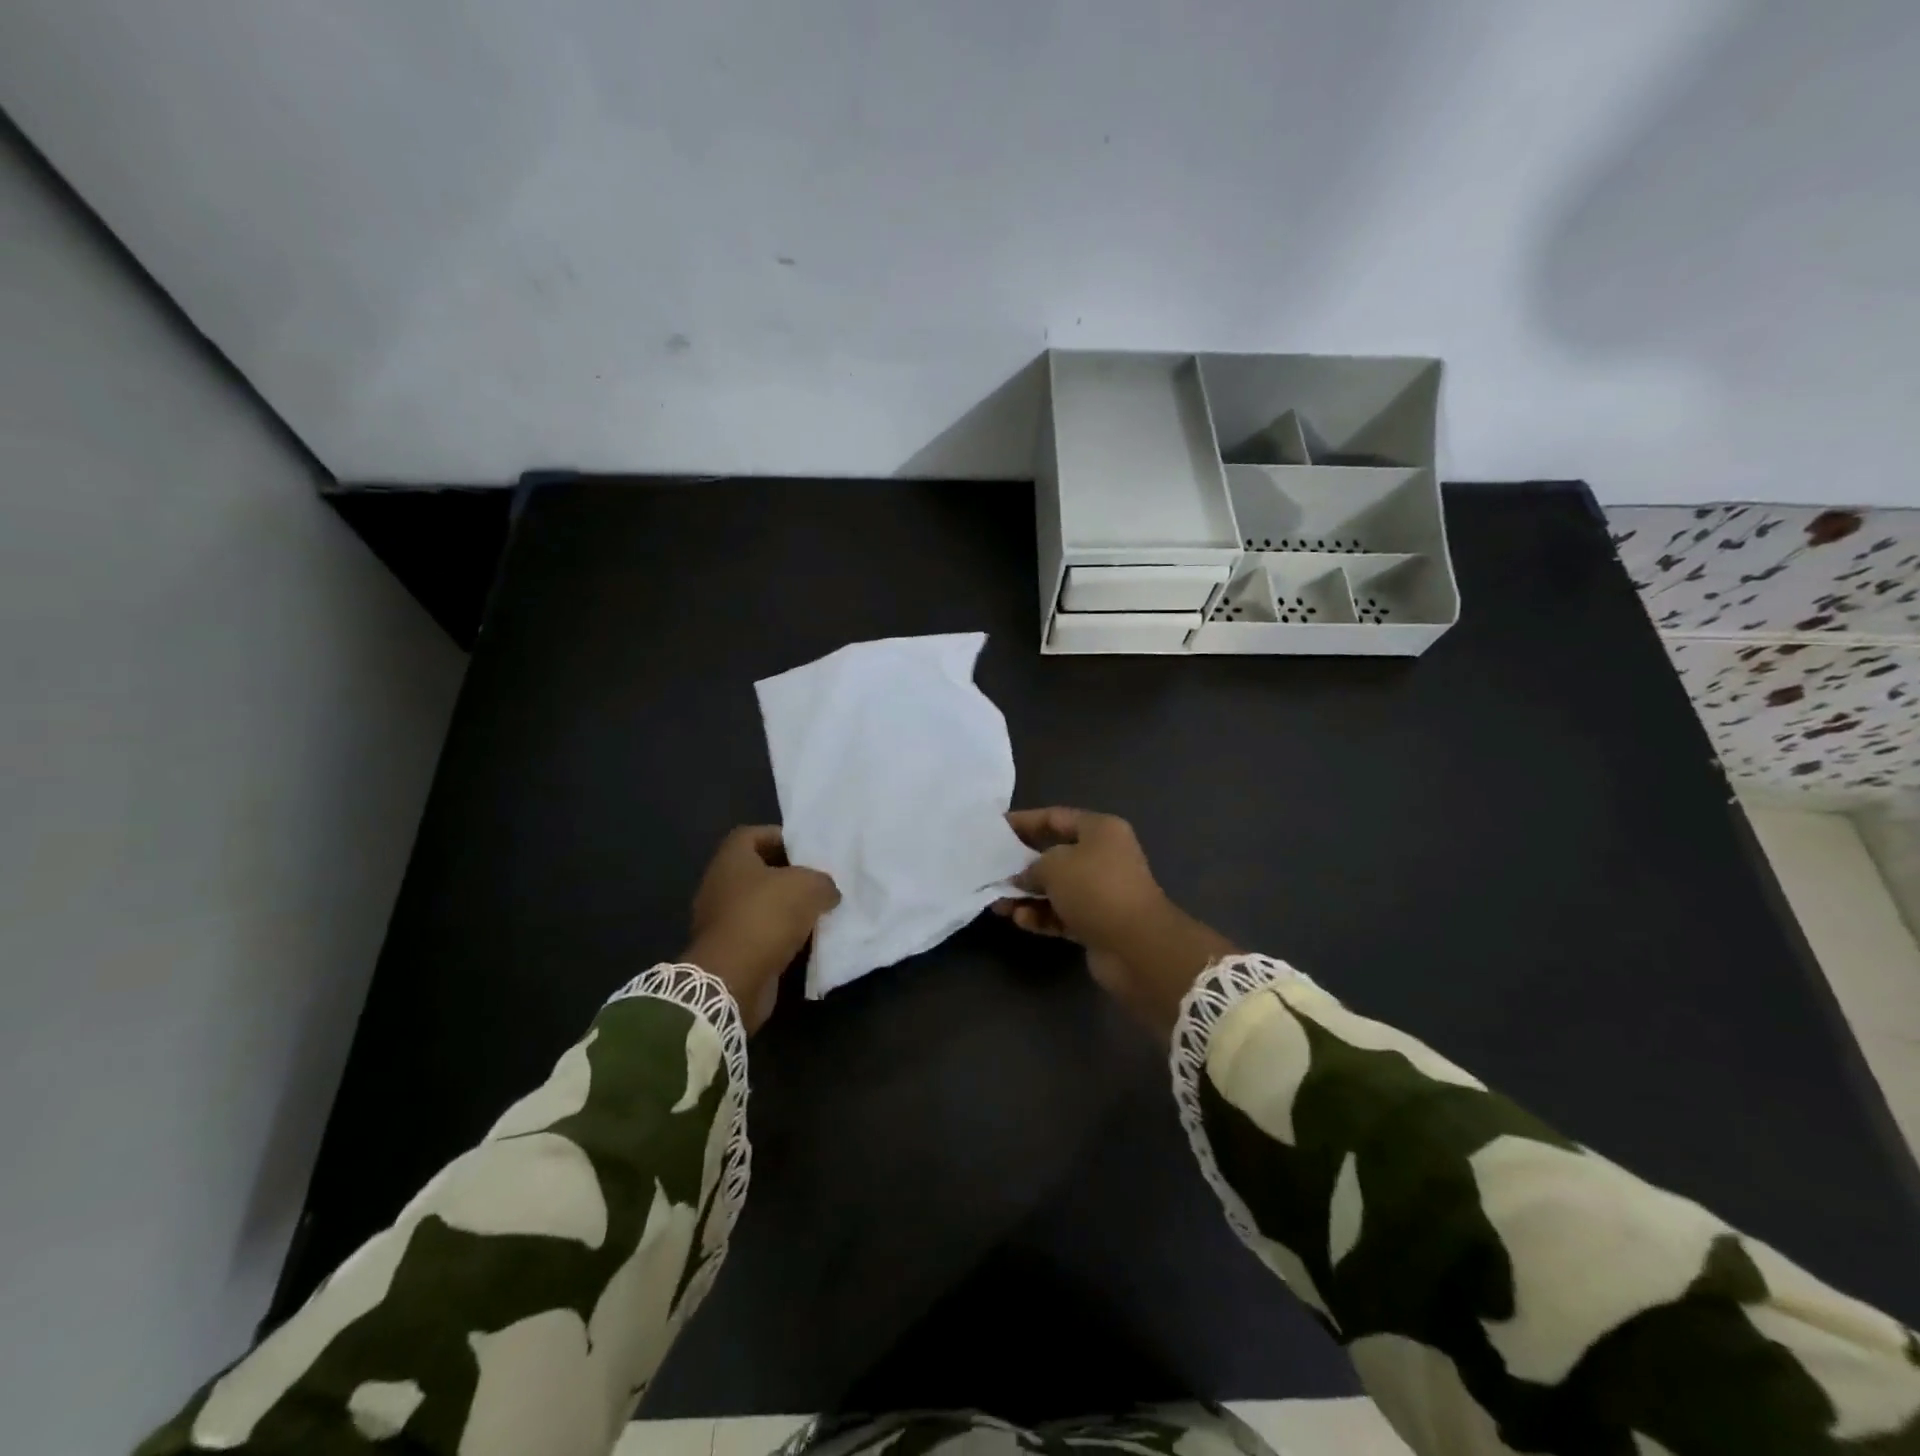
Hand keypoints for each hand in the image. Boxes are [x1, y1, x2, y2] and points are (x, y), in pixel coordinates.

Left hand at [684, 826, 839, 1032]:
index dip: (781, 837)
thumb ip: (823, 882)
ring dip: (786, 908)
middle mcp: (719, 885)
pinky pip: (759, 934)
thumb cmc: (766, 917)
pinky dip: (780, 936)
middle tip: (818, 881)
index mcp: (731, 859)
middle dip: (788, 875)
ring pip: (760, 905)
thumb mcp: (808, 887)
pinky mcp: (728, 951)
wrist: (732, 979)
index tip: (807, 850)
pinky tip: (806, 940)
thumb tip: (827, 892)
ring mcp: (720, 920)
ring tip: (817, 911)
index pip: (754, 834)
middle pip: (758, 871)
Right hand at [995, 808, 1236, 1037]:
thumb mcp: (1054, 865)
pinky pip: (1061, 914)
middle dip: (1022, 864)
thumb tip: (1023, 877)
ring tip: (998, 904)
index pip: (1055, 818)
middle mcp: (1103, 857)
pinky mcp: (1097, 923)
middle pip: (1054, 855)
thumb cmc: (1095, 889)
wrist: (1137, 946)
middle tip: (991, 870)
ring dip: (1027, 896)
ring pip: (1055, 889)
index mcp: (1100, 830)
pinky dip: (1041, 916)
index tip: (995, 829)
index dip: (1024, 822)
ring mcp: (1101, 892)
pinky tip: (1020, 920)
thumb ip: (1031, 866)